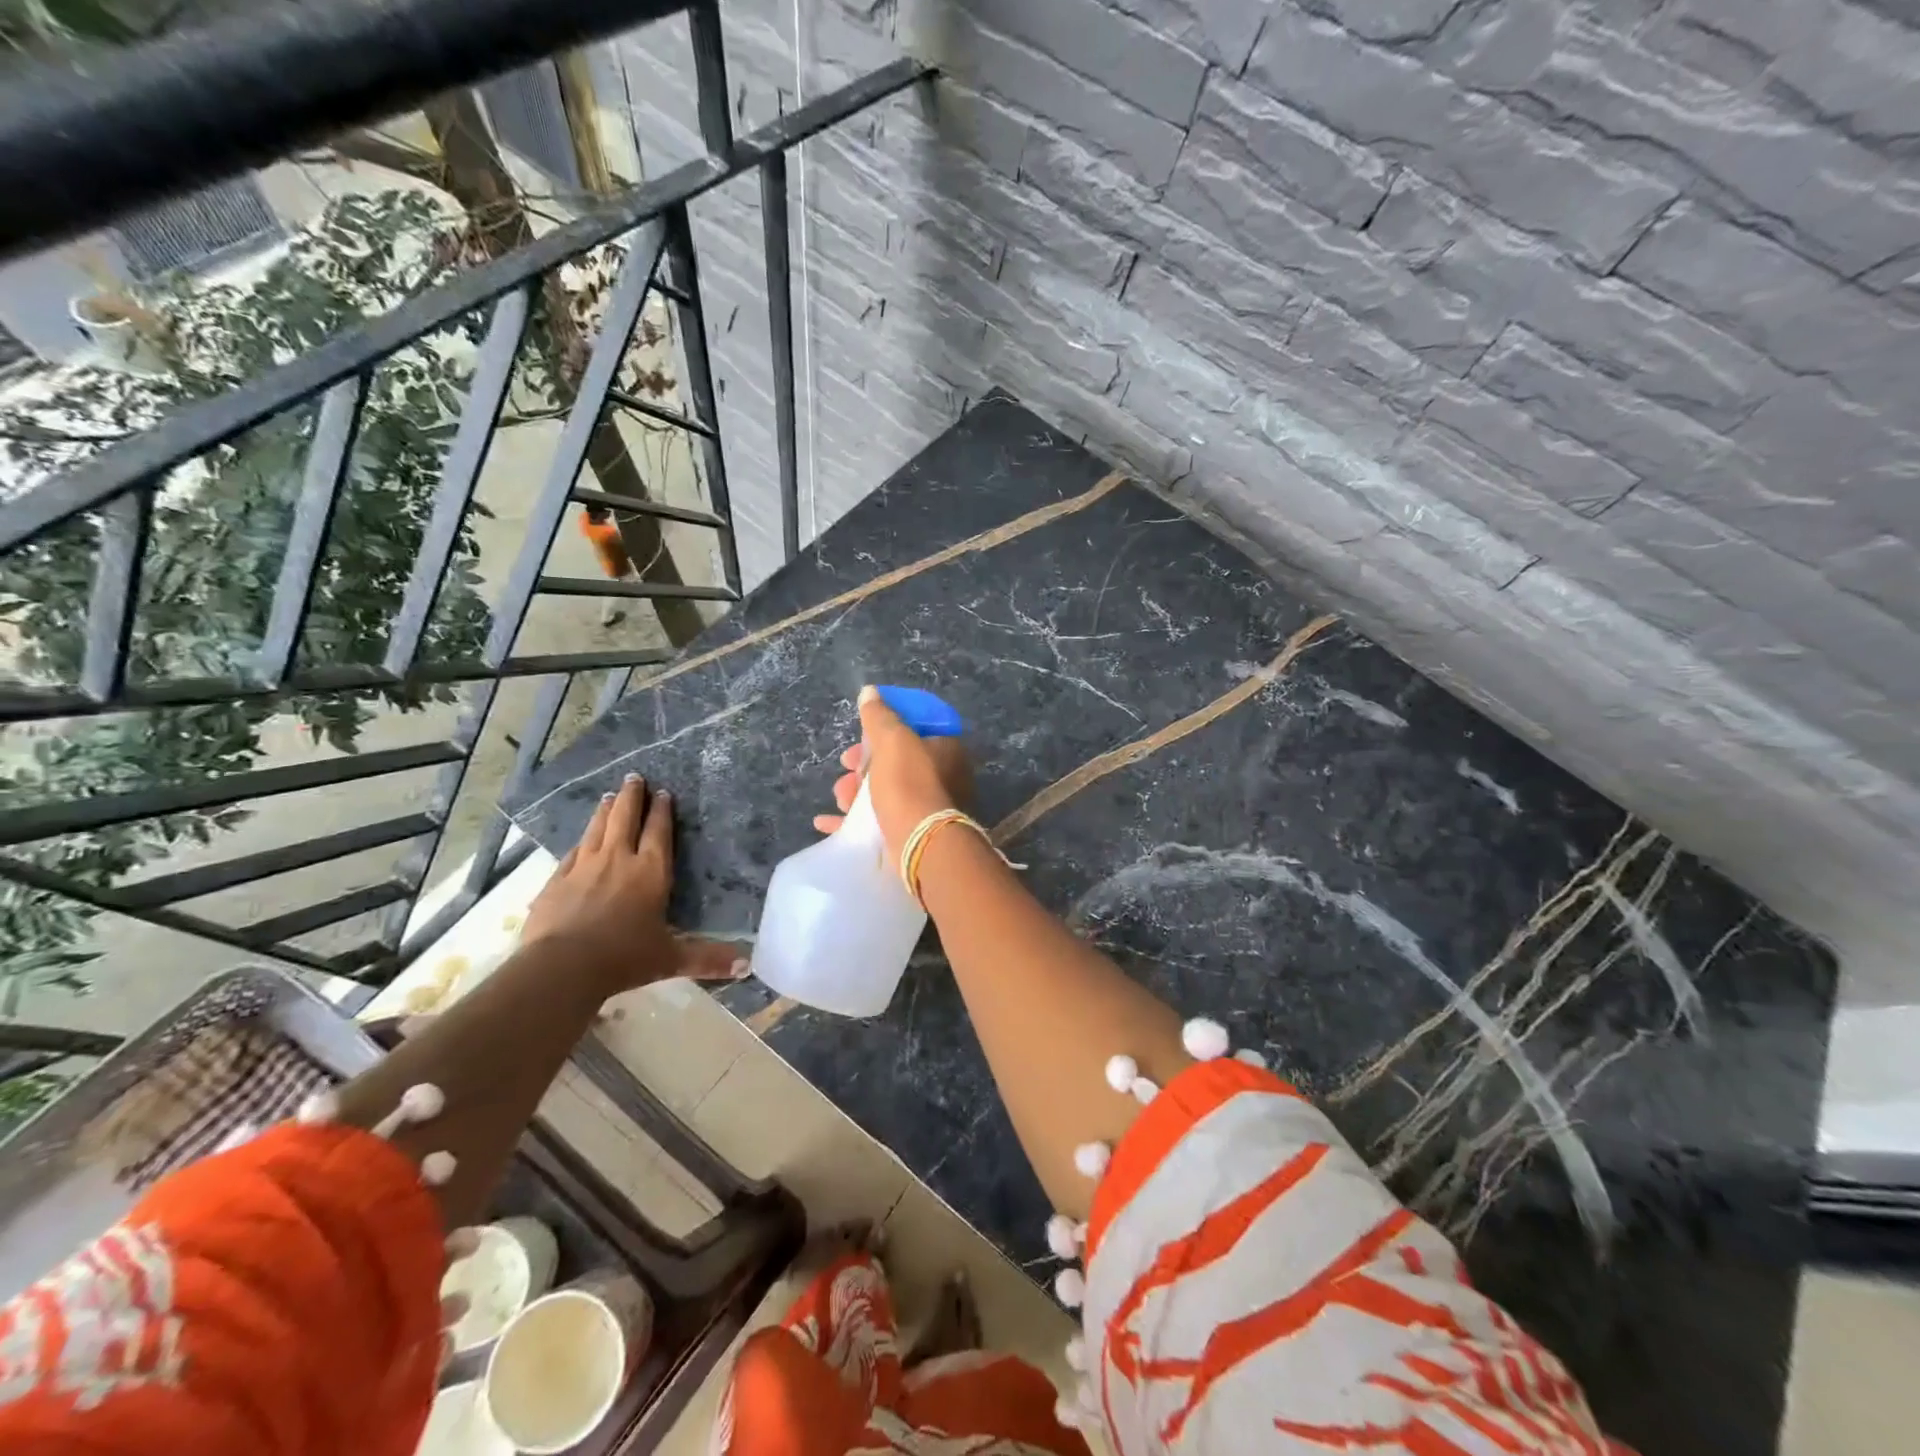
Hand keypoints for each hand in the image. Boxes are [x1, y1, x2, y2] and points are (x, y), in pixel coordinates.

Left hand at [523, 774, 745, 993]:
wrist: (561, 967)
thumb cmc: (624, 958)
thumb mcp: (671, 959)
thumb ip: (708, 959)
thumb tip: (748, 967)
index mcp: (650, 872)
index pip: (658, 831)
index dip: (662, 811)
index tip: (663, 792)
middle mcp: (618, 860)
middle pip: (625, 818)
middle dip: (631, 796)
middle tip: (634, 777)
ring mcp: (583, 867)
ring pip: (597, 829)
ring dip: (605, 811)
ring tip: (608, 796)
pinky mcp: (556, 881)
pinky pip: (572, 853)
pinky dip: (581, 841)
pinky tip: (581, 840)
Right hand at [813, 685, 973, 861]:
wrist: (920, 845)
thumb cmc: (909, 785)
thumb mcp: (892, 740)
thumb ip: (879, 716)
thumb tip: (870, 692)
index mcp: (945, 748)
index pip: (914, 727)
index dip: (884, 728)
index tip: (861, 735)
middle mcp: (943, 775)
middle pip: (895, 761)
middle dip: (863, 764)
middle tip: (846, 768)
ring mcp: (929, 807)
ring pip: (885, 791)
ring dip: (856, 792)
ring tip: (841, 798)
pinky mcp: (913, 833)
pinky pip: (878, 821)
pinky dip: (853, 820)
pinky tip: (827, 822)